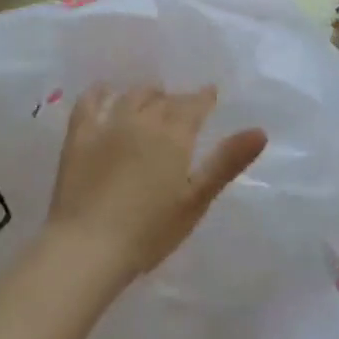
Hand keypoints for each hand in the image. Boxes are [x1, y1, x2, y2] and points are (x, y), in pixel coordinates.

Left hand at [44, 83, 266, 289]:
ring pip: (132, 95)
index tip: (210, 96)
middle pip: (163, 99)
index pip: (194, 104)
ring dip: (146, 95)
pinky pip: (90, 101)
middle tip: (182, 110)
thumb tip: (260, 131)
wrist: (88, 245)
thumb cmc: (149, 230)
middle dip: (176, 100)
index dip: (204, 98)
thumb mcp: (195, 199)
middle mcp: (142, 119)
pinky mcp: (79, 135)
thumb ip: (226, 162)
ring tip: (151, 102)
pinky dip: (101, 93)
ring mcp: (107, 124)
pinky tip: (106, 94)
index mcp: (174, 134)